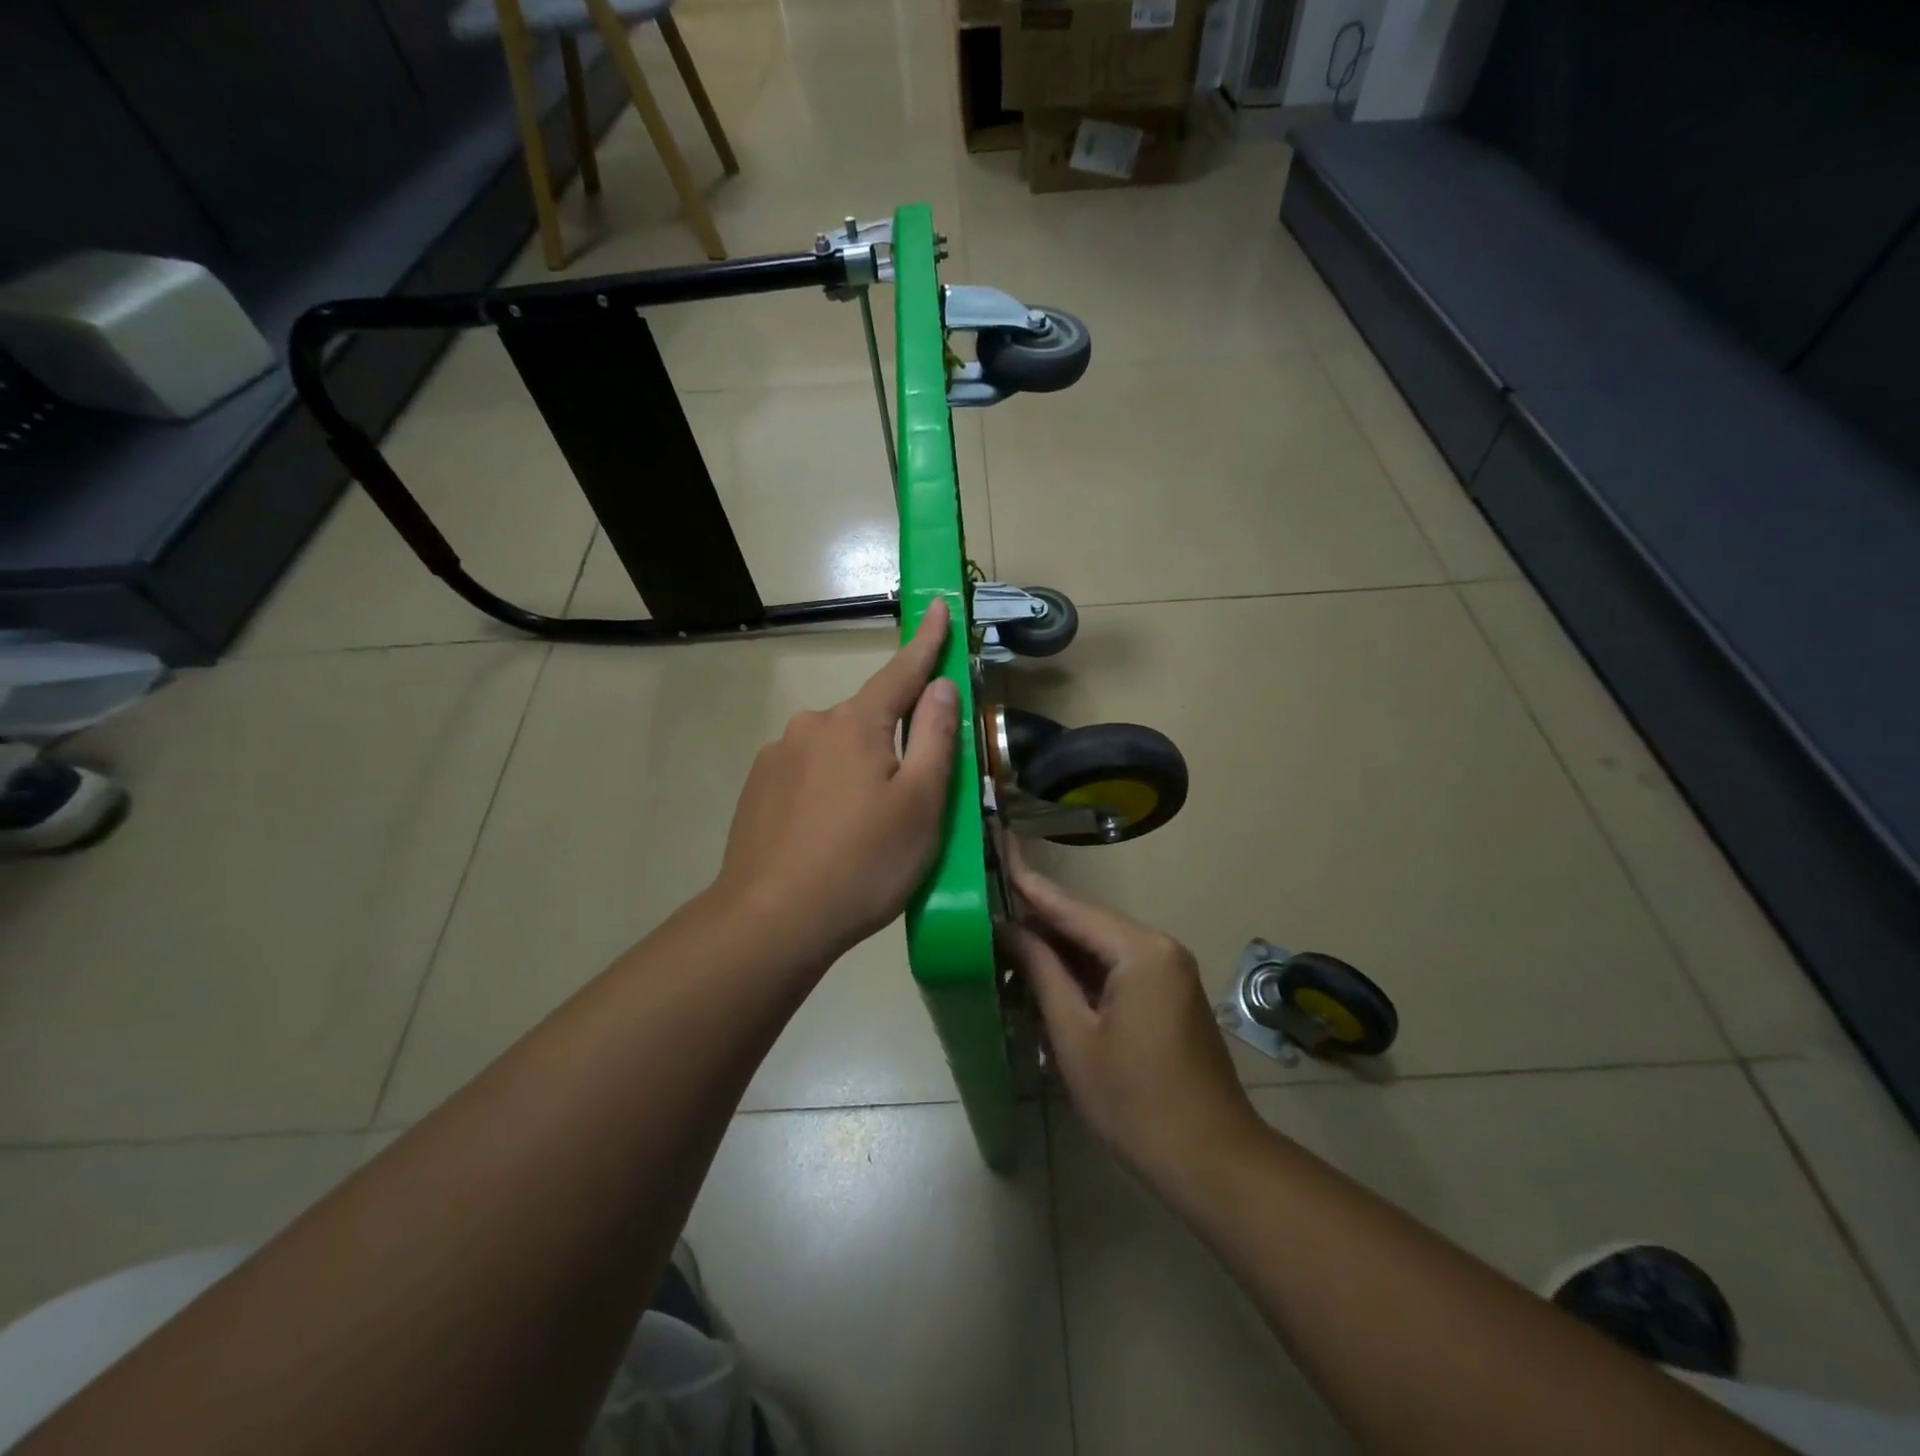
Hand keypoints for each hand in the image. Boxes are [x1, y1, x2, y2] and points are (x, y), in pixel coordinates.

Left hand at [716, 599, 958, 960]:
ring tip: (864, 832)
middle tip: (909, 801)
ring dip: (857, 773)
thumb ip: (934, 736)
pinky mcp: (757, 788)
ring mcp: (777, 756)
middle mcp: (811, 726)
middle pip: (868, 721)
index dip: (926, 642)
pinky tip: (827, 837)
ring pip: (835, 751)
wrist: (771, 921)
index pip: (901, 672)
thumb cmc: (863, 862)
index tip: (936, 606)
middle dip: (893, 744)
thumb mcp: (920, 803)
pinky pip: (806, 775)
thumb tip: (939, 685)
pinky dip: (826, 793)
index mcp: (856, 724)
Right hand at [1001, 847, 1264, 1183]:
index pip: (1072, 908)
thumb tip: (1009, 930)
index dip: (1030, 885)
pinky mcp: (1169, 993)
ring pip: (1101, 946)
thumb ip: (1042, 973)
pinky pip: (1117, 967)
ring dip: (1058, 949)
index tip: (998, 852)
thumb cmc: (1134, 1103)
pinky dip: (1082, 971)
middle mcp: (1159, 947)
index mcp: (1140, 950)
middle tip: (989, 911)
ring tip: (1006, 945)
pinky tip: (1047, 977)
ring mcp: (1169, 970)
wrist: (1212, 1161)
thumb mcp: (1074, 1037)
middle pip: (1088, 923)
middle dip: (1039, 921)